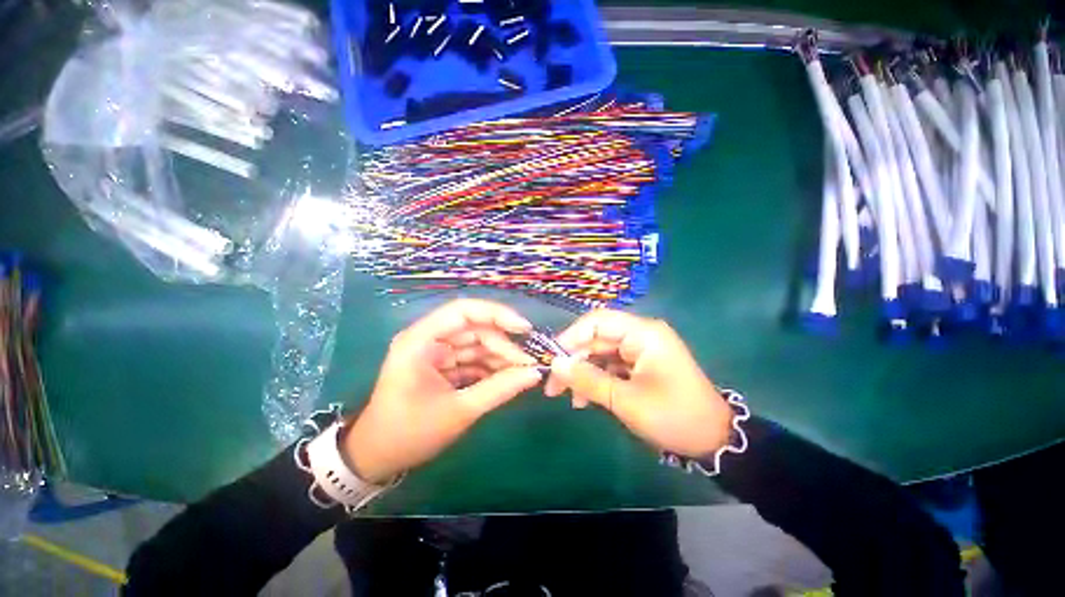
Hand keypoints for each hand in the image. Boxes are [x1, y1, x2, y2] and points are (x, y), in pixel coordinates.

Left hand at [344, 299, 541, 482]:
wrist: (377, 458)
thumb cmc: (409, 434)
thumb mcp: (459, 412)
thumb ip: (499, 389)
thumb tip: (534, 373)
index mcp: (421, 340)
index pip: (463, 311)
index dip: (497, 314)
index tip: (524, 329)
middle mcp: (428, 338)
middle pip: (474, 329)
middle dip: (503, 345)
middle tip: (529, 364)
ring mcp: (435, 352)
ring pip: (476, 344)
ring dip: (500, 357)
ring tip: (523, 373)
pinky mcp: (442, 365)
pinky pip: (472, 359)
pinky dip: (490, 368)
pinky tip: (508, 378)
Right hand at [545, 310, 732, 458]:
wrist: (713, 441)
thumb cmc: (673, 417)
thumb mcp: (625, 400)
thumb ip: (587, 380)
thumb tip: (555, 365)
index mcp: (643, 333)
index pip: (597, 321)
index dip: (570, 337)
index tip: (552, 361)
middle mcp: (640, 335)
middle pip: (596, 339)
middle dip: (573, 361)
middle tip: (553, 387)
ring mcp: (640, 350)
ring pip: (600, 354)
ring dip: (583, 374)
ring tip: (570, 399)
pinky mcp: (639, 364)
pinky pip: (610, 366)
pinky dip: (596, 380)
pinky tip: (585, 400)